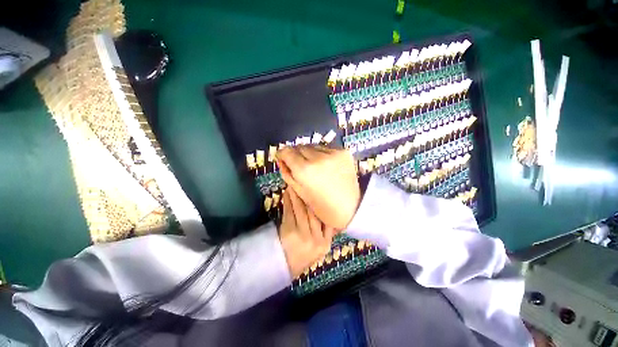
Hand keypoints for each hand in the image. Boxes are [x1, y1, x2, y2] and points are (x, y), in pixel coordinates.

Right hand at [277, 146, 360, 229]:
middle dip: (296, 154)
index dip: (282, 153)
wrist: (352, 207)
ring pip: (312, 146)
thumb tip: (281, 159)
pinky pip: (326, 148)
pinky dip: (321, 154)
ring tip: (314, 165)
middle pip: (299, 146)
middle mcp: (317, 158)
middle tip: (299, 165)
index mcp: (304, 170)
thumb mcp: (300, 193)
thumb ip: (288, 174)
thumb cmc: (323, 207)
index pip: (287, 151)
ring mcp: (332, 153)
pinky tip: (325, 165)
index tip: (283, 157)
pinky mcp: (343, 152)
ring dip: (309, 153)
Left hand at [279, 188, 334, 277]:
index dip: (323, 205)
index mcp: (326, 242)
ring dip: (297, 196)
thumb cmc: (305, 253)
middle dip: (309, 196)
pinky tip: (287, 193)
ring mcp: (302, 235)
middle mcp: (316, 238)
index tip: (320, 192)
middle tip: (306, 182)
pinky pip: (289, 213)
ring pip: (301, 210)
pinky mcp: (288, 232)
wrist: (287, 266)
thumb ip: (327, 231)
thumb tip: (328, 210)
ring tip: (295, 184)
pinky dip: (288, 202)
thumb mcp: (321, 246)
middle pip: (313, 213)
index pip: (328, 221)